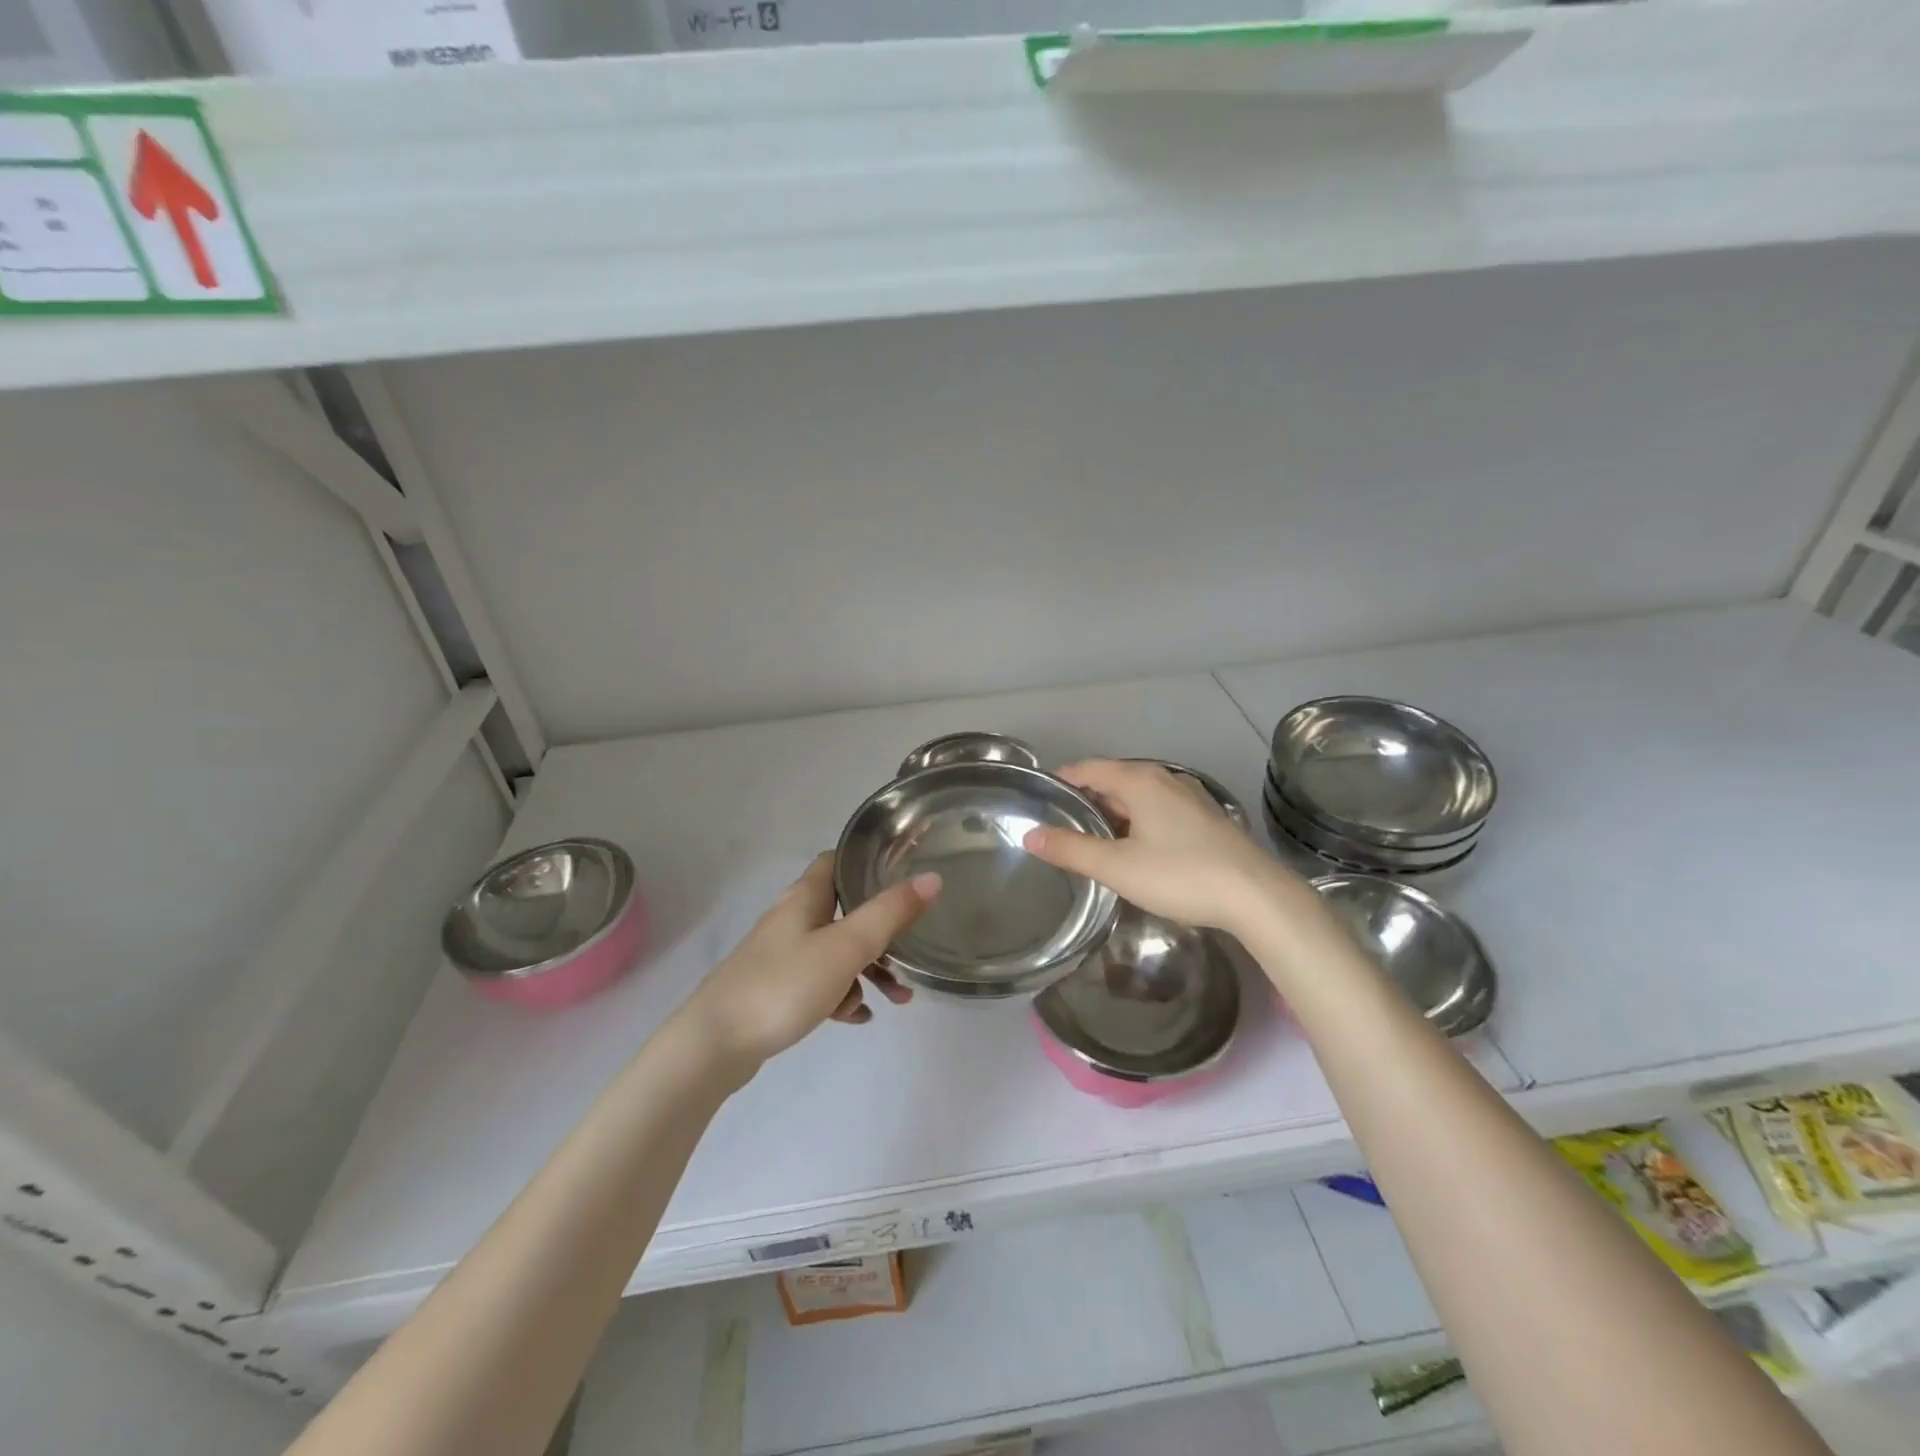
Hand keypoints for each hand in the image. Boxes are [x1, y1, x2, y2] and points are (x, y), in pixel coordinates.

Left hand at [680, 852, 939, 1070]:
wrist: (714, 1046)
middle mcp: (793, 919)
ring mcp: (782, 956)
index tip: (904, 871)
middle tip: (912, 951)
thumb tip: (931, 878)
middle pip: (845, 911)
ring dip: (868, 970)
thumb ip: (890, 914)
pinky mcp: (776, 990)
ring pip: (836, 952)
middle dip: (882, 931)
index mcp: (805, 897)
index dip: (869, 861)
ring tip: (897, 999)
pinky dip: (843, 995)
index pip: (838, 860)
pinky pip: (820, 984)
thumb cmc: (783, 985)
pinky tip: (858, 1018)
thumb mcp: (845, 947)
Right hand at [1023, 759, 1291, 932]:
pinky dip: (1138, 821)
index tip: (1038, 798)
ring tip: (1090, 840)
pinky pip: (1159, 810)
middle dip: (1085, 799)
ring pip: (1138, 797)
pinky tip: (1134, 849)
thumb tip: (1030, 835)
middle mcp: (1165, 779)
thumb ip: (1070, 849)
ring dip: (1113, 813)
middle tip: (1059, 825)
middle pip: (1113, 780)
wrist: (1256, 897)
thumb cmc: (1180, 875)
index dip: (1061, 780)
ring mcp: (1190, 797)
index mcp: (1139, 781)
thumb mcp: (1116, 866)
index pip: (1088, 769)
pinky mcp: (1206, 819)